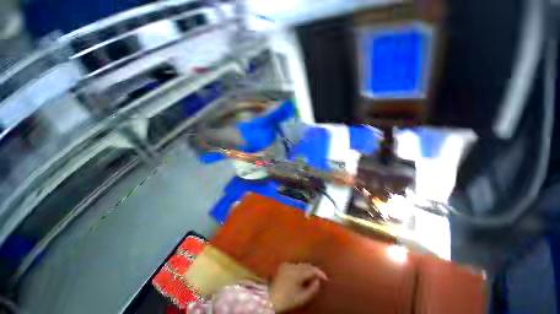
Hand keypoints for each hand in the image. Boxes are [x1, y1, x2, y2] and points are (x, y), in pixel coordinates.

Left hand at [269, 263, 327, 312]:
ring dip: (307, 269)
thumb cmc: (287, 299)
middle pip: (306, 265)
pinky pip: (295, 265)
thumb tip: (318, 281)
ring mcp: (286, 264)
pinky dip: (300, 269)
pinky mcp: (282, 266)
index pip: (312, 269)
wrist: (269, 298)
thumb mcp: (301, 298)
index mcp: (297, 272)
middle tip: (320, 277)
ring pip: (300, 264)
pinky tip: (302, 275)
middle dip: (314, 270)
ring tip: (312, 276)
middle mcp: (292, 265)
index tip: (326, 278)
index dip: (320, 273)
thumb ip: (312, 289)